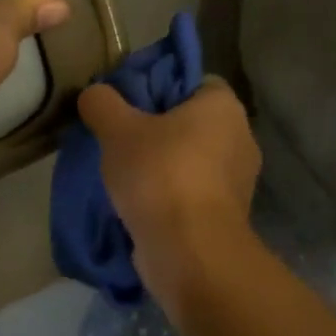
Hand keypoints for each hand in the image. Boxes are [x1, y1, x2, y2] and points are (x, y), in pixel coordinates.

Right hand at [77, 79, 260, 316]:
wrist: (191, 253)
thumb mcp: (118, 130)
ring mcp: (240, 181)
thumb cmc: (161, 175)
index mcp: (224, 106)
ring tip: (125, 176)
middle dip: (159, 131)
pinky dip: (172, 198)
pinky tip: (141, 206)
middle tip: (121, 140)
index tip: (130, 105)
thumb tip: (94, 94)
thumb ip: (102, 104)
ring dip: (164, 168)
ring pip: (193, 161)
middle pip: (192, 123)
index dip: (160, 88)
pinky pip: (194, 194)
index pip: (194, 82)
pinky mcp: (230, 216)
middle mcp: (241, 137)